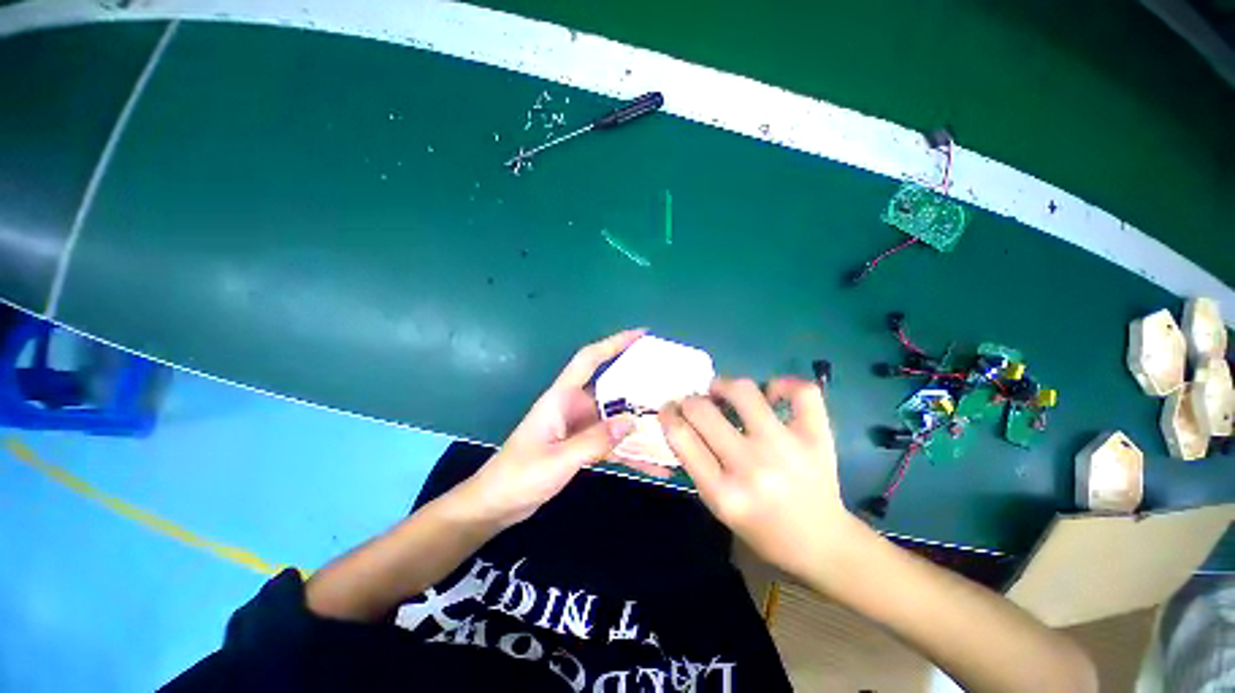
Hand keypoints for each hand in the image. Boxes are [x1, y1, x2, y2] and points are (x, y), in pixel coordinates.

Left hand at [456, 330, 662, 526]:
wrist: (497, 505)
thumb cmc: (519, 476)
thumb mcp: (558, 459)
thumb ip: (594, 440)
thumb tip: (631, 421)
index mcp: (562, 397)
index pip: (589, 359)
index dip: (613, 343)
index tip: (641, 335)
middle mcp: (574, 407)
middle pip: (611, 388)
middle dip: (639, 386)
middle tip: (671, 385)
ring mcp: (580, 427)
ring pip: (616, 417)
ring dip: (640, 423)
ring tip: (672, 424)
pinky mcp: (583, 446)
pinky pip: (612, 443)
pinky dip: (631, 452)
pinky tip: (655, 466)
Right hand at [660, 377, 869, 582]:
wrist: (822, 544)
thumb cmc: (761, 528)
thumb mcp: (718, 506)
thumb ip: (697, 464)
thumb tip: (682, 419)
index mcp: (723, 493)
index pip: (681, 437)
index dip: (668, 414)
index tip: (669, 408)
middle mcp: (752, 466)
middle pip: (702, 410)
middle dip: (690, 401)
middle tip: (695, 404)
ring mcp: (787, 447)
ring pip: (743, 391)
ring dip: (724, 385)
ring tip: (722, 391)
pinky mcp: (816, 437)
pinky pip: (800, 392)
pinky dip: (782, 385)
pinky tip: (771, 395)